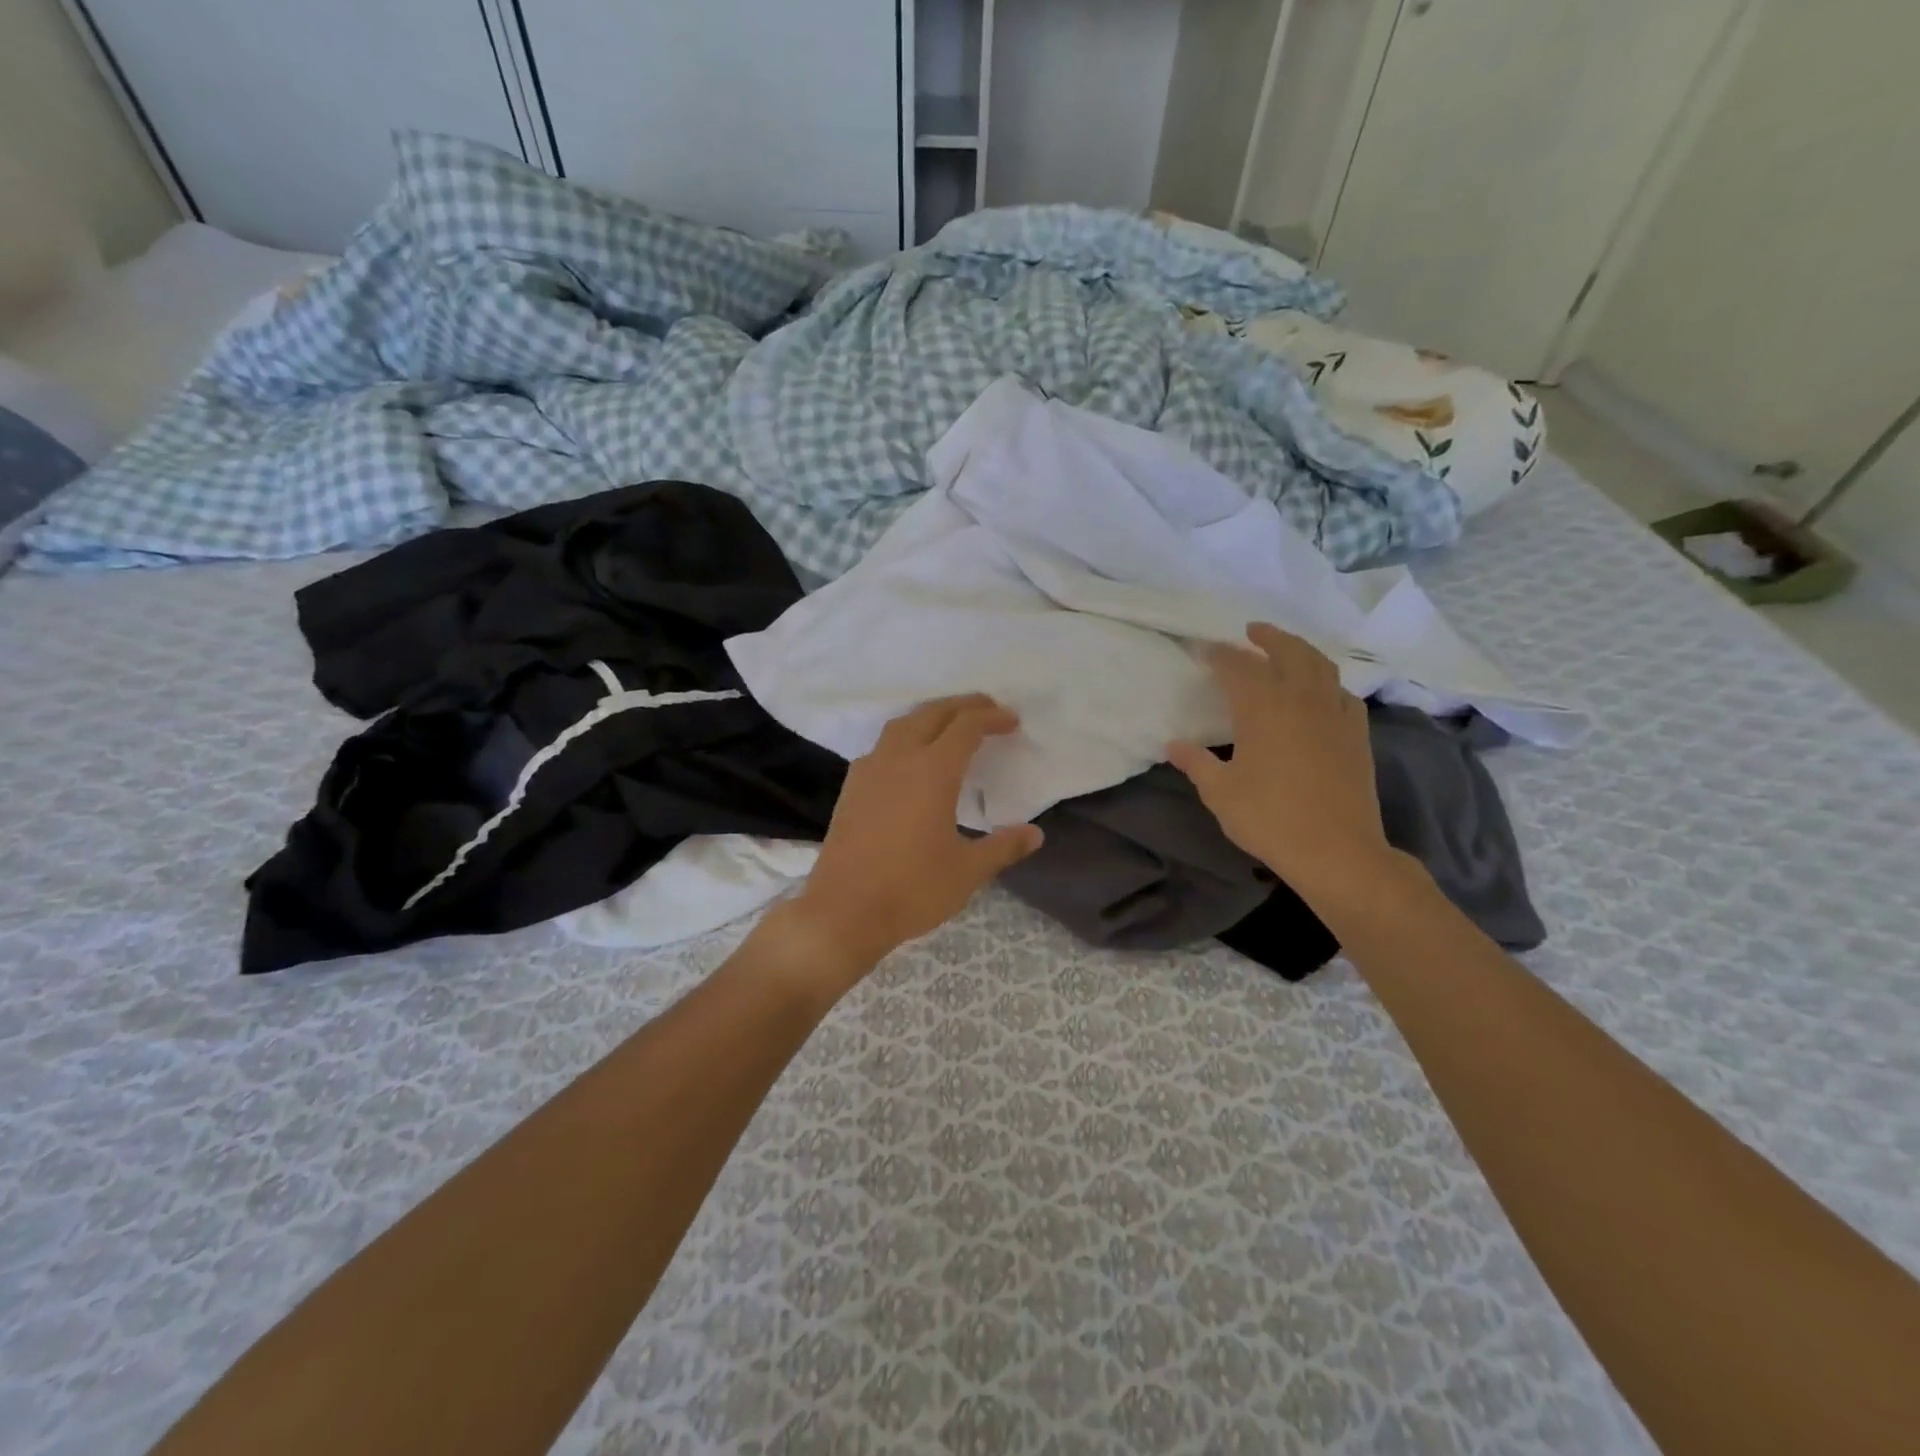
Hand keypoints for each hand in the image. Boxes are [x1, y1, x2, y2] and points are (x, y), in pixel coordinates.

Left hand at [783, 695, 1042, 976]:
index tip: (1012, 720)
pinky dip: (905, 737)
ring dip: (930, 715)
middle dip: (963, 706)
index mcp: (932, 771)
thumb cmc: (912, 889)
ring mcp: (870, 770)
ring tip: (950, 724)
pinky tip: (910, 759)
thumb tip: (1035, 833)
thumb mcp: (968, 871)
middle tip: (987, 708)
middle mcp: (899, 759)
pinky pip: (882, 746)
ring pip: (902, 724)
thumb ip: (1003, 847)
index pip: (966, 726)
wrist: (843, 911)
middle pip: (932, 713)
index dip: (992, 717)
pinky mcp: (851, 787)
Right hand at [1168, 623, 1396, 909]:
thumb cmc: (1269, 818)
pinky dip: (1328, 682)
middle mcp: (1301, 699)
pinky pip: (1343, 693)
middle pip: (1287, 652)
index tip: (1204, 649)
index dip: (1219, 654)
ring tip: (1286, 649)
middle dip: (1267, 637)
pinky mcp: (1356, 734)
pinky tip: (1322, 691)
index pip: (1237, 667)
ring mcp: (1334, 714)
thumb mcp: (1220, 792)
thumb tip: (1173, 746)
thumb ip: (1196, 763)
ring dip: (1300, 650)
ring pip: (1320, 665)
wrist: (1337, 850)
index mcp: (1262, 708)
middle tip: (1251, 631)